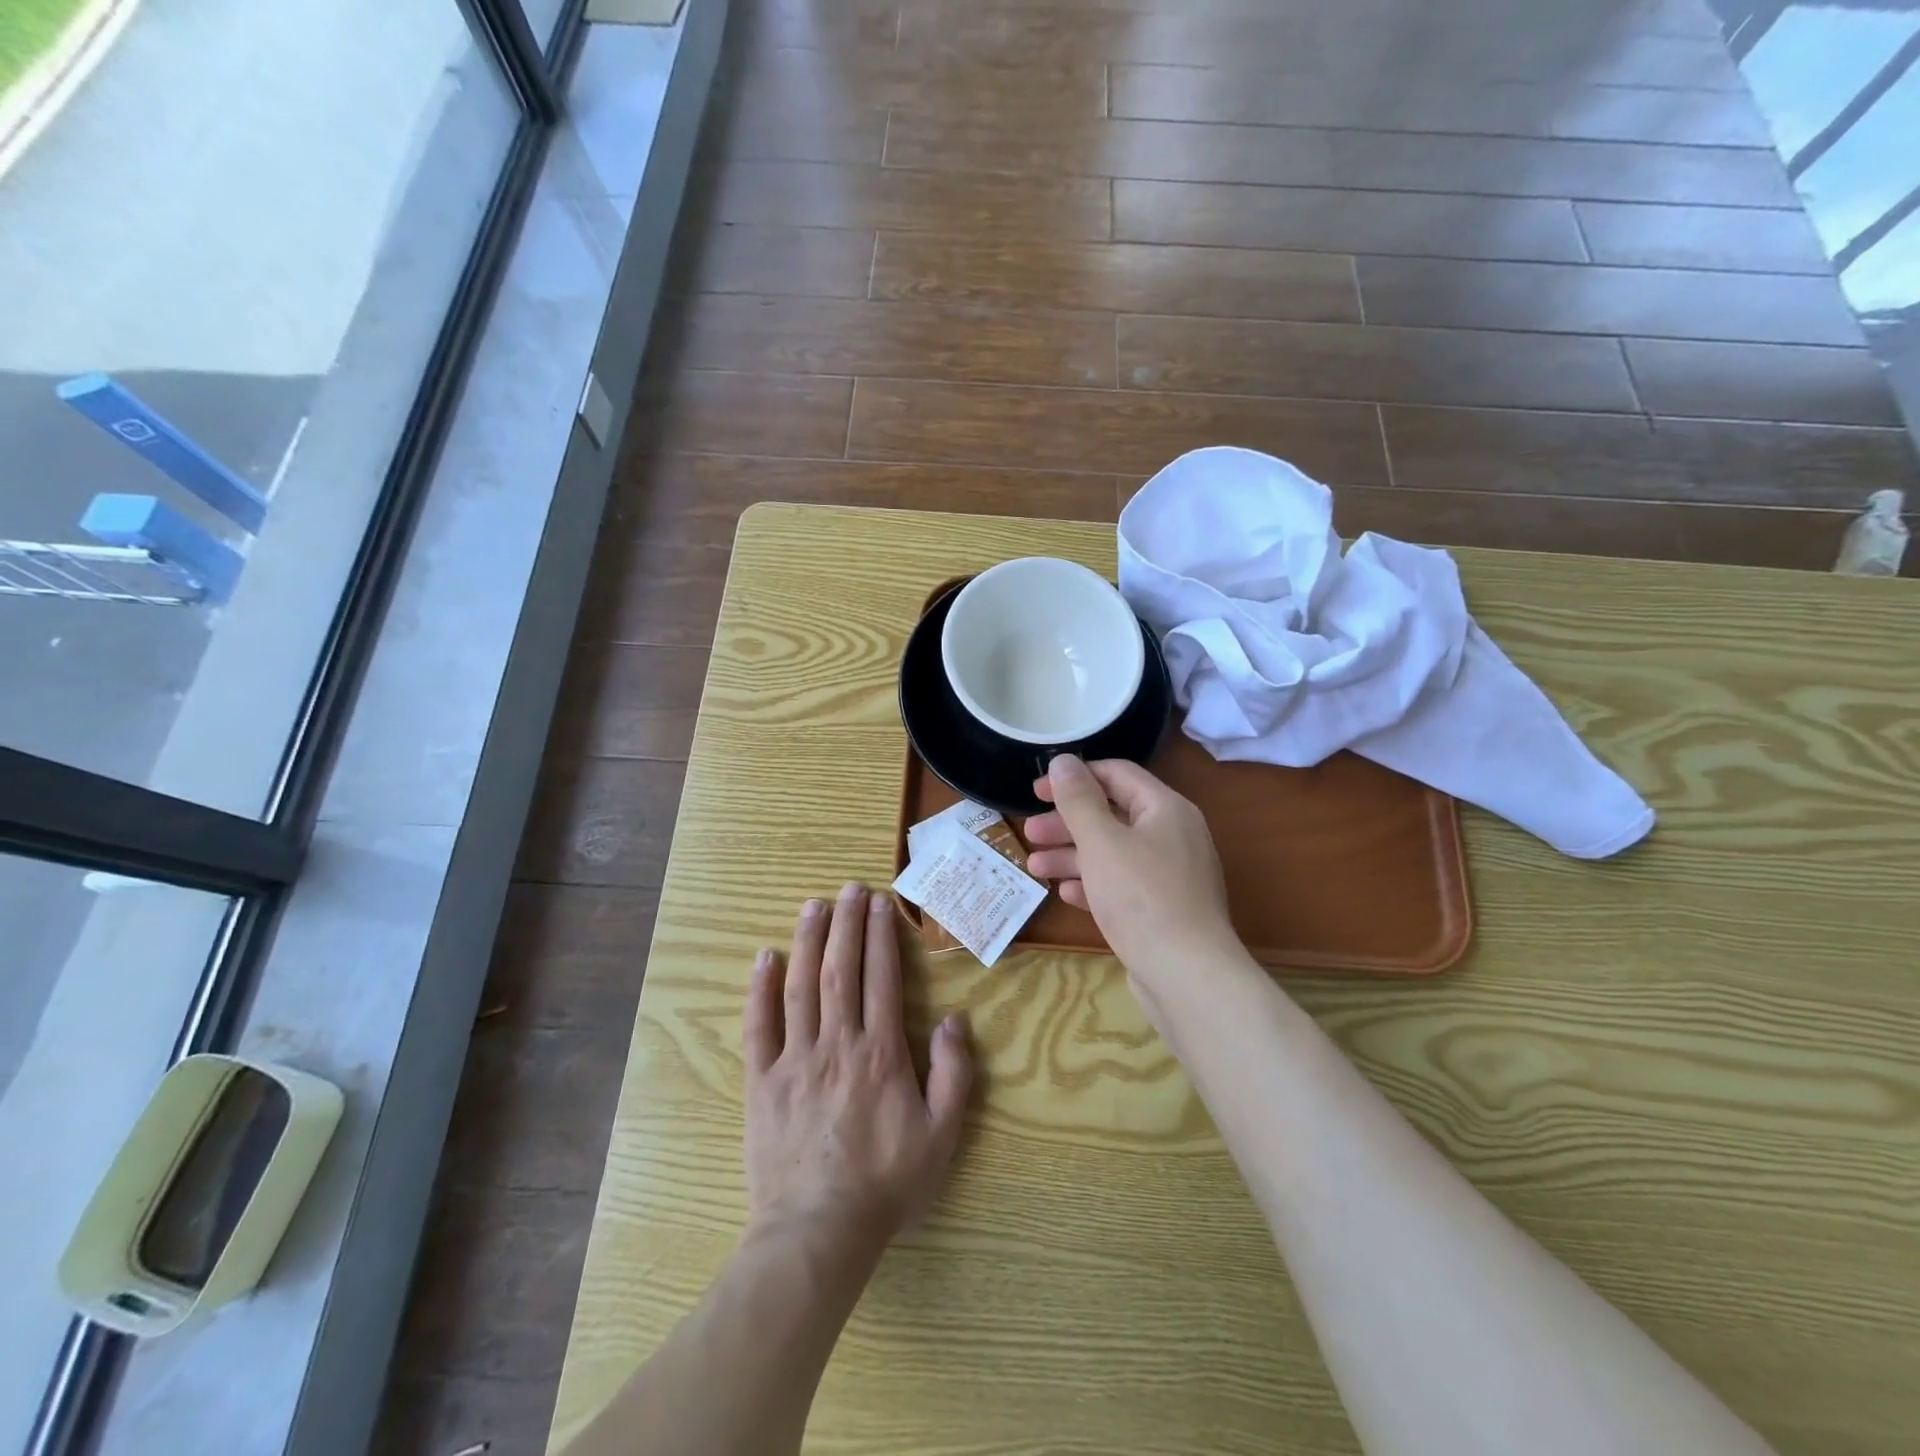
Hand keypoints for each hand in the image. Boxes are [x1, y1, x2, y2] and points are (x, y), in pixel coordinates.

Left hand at [744, 883, 973, 1267]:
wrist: (818, 1232)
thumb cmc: (885, 1184)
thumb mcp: (941, 1136)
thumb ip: (953, 1074)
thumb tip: (954, 1019)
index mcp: (880, 1053)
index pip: (881, 978)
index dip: (881, 936)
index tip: (881, 903)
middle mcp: (837, 1043)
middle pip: (841, 969)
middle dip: (847, 924)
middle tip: (850, 888)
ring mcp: (795, 1059)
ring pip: (801, 986)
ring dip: (808, 941)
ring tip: (814, 905)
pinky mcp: (762, 1081)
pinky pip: (760, 1026)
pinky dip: (760, 989)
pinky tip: (765, 958)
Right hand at [1024, 756, 1239, 979]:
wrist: (1187, 975)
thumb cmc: (1141, 897)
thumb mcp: (1101, 841)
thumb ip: (1078, 799)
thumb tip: (1063, 760)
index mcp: (1165, 809)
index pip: (1116, 775)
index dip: (1074, 777)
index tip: (1036, 791)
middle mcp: (1173, 835)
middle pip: (1112, 815)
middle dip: (1067, 823)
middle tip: (1029, 833)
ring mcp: (1171, 875)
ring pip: (1114, 853)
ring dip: (1072, 856)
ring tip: (1035, 866)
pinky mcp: (1164, 910)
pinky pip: (1123, 885)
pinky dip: (1093, 884)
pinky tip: (1066, 893)